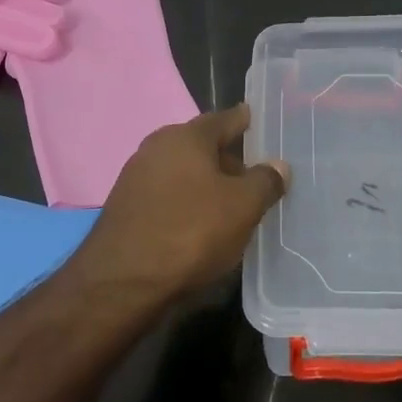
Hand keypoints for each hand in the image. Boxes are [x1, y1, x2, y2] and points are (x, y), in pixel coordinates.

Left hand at [73, 105, 288, 302]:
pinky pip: (168, 195)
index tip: (261, 123)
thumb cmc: (191, 232)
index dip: (246, 122)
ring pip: (184, 172)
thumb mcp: (243, 207)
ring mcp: (136, 177)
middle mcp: (157, 147)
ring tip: (233, 205)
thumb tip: (278, 165)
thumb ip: (265, 181)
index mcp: (186, 136)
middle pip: (202, 146)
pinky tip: (201, 224)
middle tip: (256, 176)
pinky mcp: (126, 208)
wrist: (122, 282)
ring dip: (207, 184)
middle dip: (228, 159)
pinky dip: (187, 202)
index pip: (225, 119)